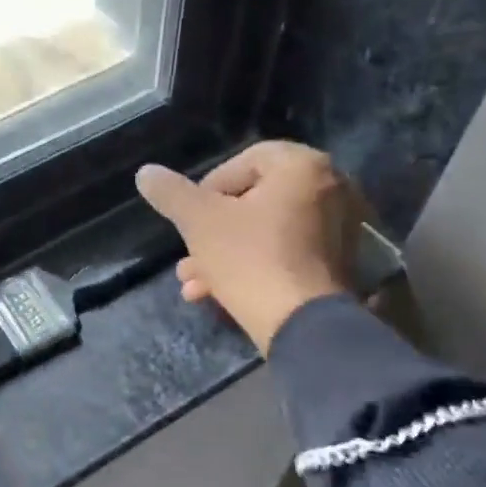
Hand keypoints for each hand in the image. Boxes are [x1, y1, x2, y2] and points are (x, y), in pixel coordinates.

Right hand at [135, 141, 367, 354]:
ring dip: (224, 255)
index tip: (189, 219)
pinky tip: (218, 295)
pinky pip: (287, 254)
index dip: (208, 189)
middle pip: (254, 203)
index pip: (244, 162)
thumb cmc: (250, 259)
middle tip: (187, 259)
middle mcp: (331, 188)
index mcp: (303, 166)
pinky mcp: (337, 264)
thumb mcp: (199, 221)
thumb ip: (171, 193)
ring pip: (266, 233)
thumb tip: (145, 172)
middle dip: (211, 233)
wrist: (302, 324)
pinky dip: (255, 267)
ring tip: (193, 285)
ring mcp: (340, 228)